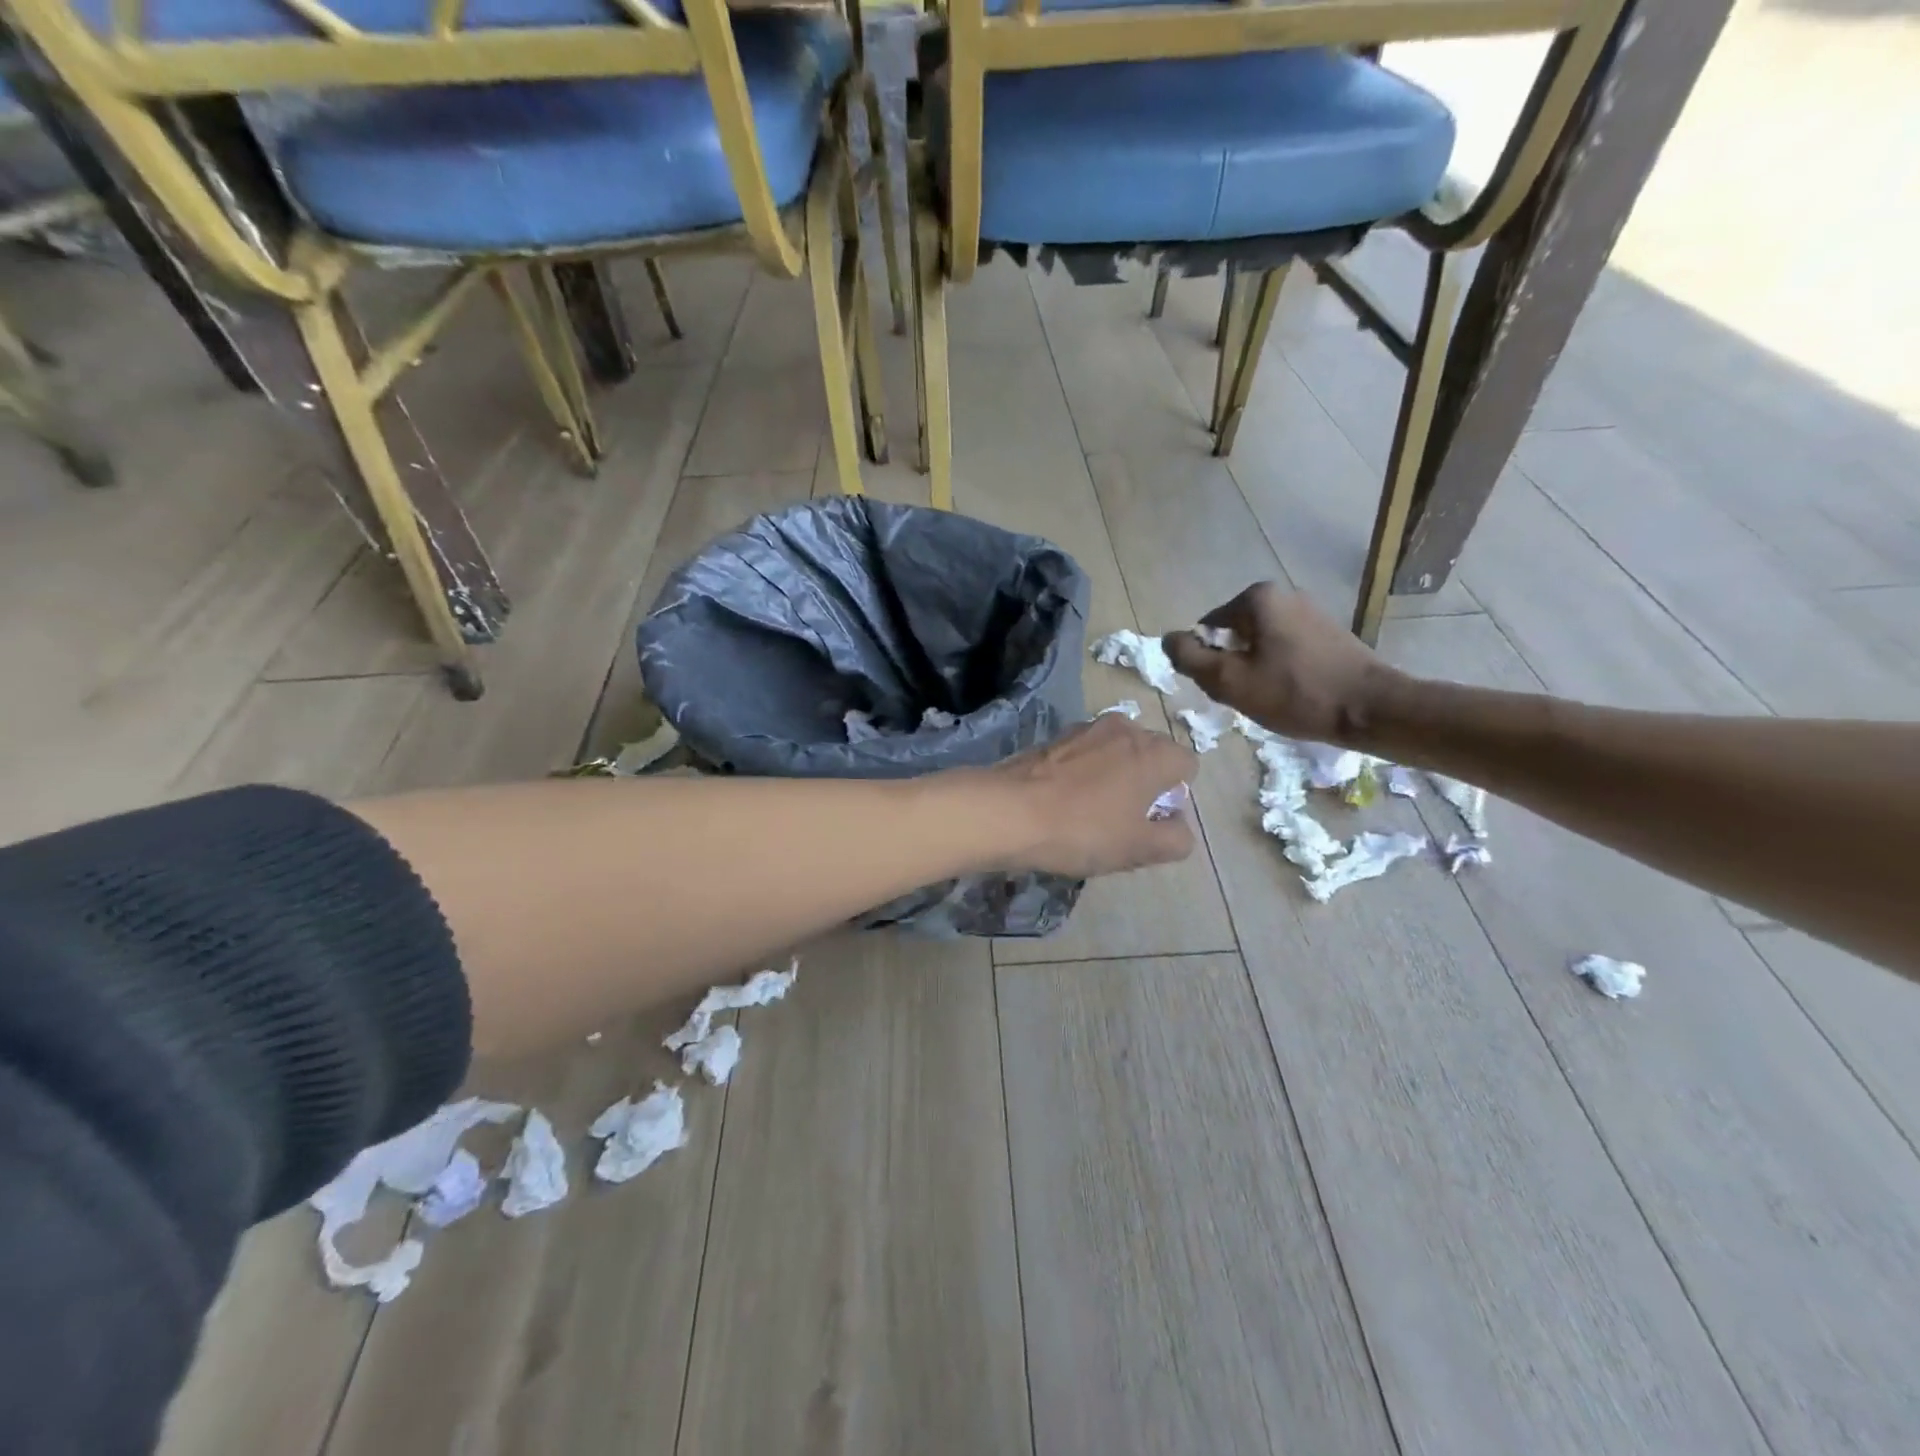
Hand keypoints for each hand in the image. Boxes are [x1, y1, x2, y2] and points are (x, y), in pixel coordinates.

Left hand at [986, 713, 1197, 876]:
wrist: (1008, 811)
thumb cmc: (1083, 830)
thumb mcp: (1139, 848)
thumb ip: (1175, 839)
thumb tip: (1179, 827)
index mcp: (1154, 751)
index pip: (1187, 765)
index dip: (1174, 795)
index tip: (1150, 820)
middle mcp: (1125, 728)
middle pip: (1151, 754)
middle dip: (1144, 783)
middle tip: (1121, 821)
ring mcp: (1086, 728)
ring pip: (1116, 752)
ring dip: (1112, 777)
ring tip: (1088, 812)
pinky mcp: (1054, 737)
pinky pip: (1084, 754)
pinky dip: (1083, 772)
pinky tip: (1062, 801)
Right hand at [1163, 583, 1401, 744]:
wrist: (1371, 709)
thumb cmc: (1294, 693)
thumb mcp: (1228, 680)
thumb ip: (1190, 658)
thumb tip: (1168, 639)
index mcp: (1257, 598)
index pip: (1207, 630)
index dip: (1209, 663)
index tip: (1228, 687)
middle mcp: (1284, 594)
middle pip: (1233, 636)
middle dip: (1233, 666)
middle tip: (1249, 695)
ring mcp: (1310, 612)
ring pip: (1259, 645)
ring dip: (1256, 671)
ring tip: (1273, 697)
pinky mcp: (1328, 633)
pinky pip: (1285, 650)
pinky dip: (1280, 671)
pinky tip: (1294, 693)